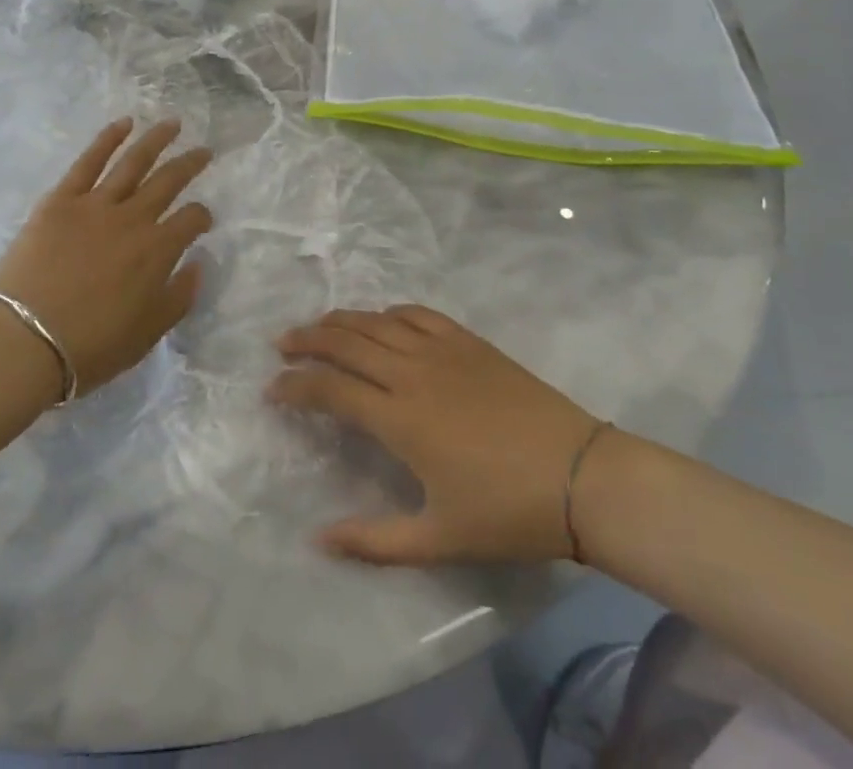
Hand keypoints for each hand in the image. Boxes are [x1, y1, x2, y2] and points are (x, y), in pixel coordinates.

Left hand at [0, 119, 212, 396]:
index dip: (202, 216)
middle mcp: (134, 218)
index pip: (192, 219)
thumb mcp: (148, 334)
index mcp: (158, 250)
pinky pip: (89, 161)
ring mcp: (96, 204)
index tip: (203, 219)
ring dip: (156, 139)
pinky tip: (123, 123)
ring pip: (134, 162)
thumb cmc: (90, 347)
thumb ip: (179, 297)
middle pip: (169, 181)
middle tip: (204, 151)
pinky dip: (107, 139)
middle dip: (191, 164)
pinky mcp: (61, 199)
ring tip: (172, 123)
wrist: (24, 340)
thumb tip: (197, 263)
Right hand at [269, 307, 600, 565]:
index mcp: (399, 418)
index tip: (272, 388)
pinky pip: (417, 313)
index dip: (294, 386)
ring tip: (317, 326)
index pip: (330, 389)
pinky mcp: (468, 341)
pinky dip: (389, 312)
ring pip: (375, 322)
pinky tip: (381, 319)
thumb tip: (318, 539)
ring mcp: (441, 350)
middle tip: (281, 345)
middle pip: (344, 341)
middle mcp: (410, 372)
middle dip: (306, 340)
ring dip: (339, 320)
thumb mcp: (438, 539)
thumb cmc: (508, 513)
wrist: (581, 477)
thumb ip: (374, 540)